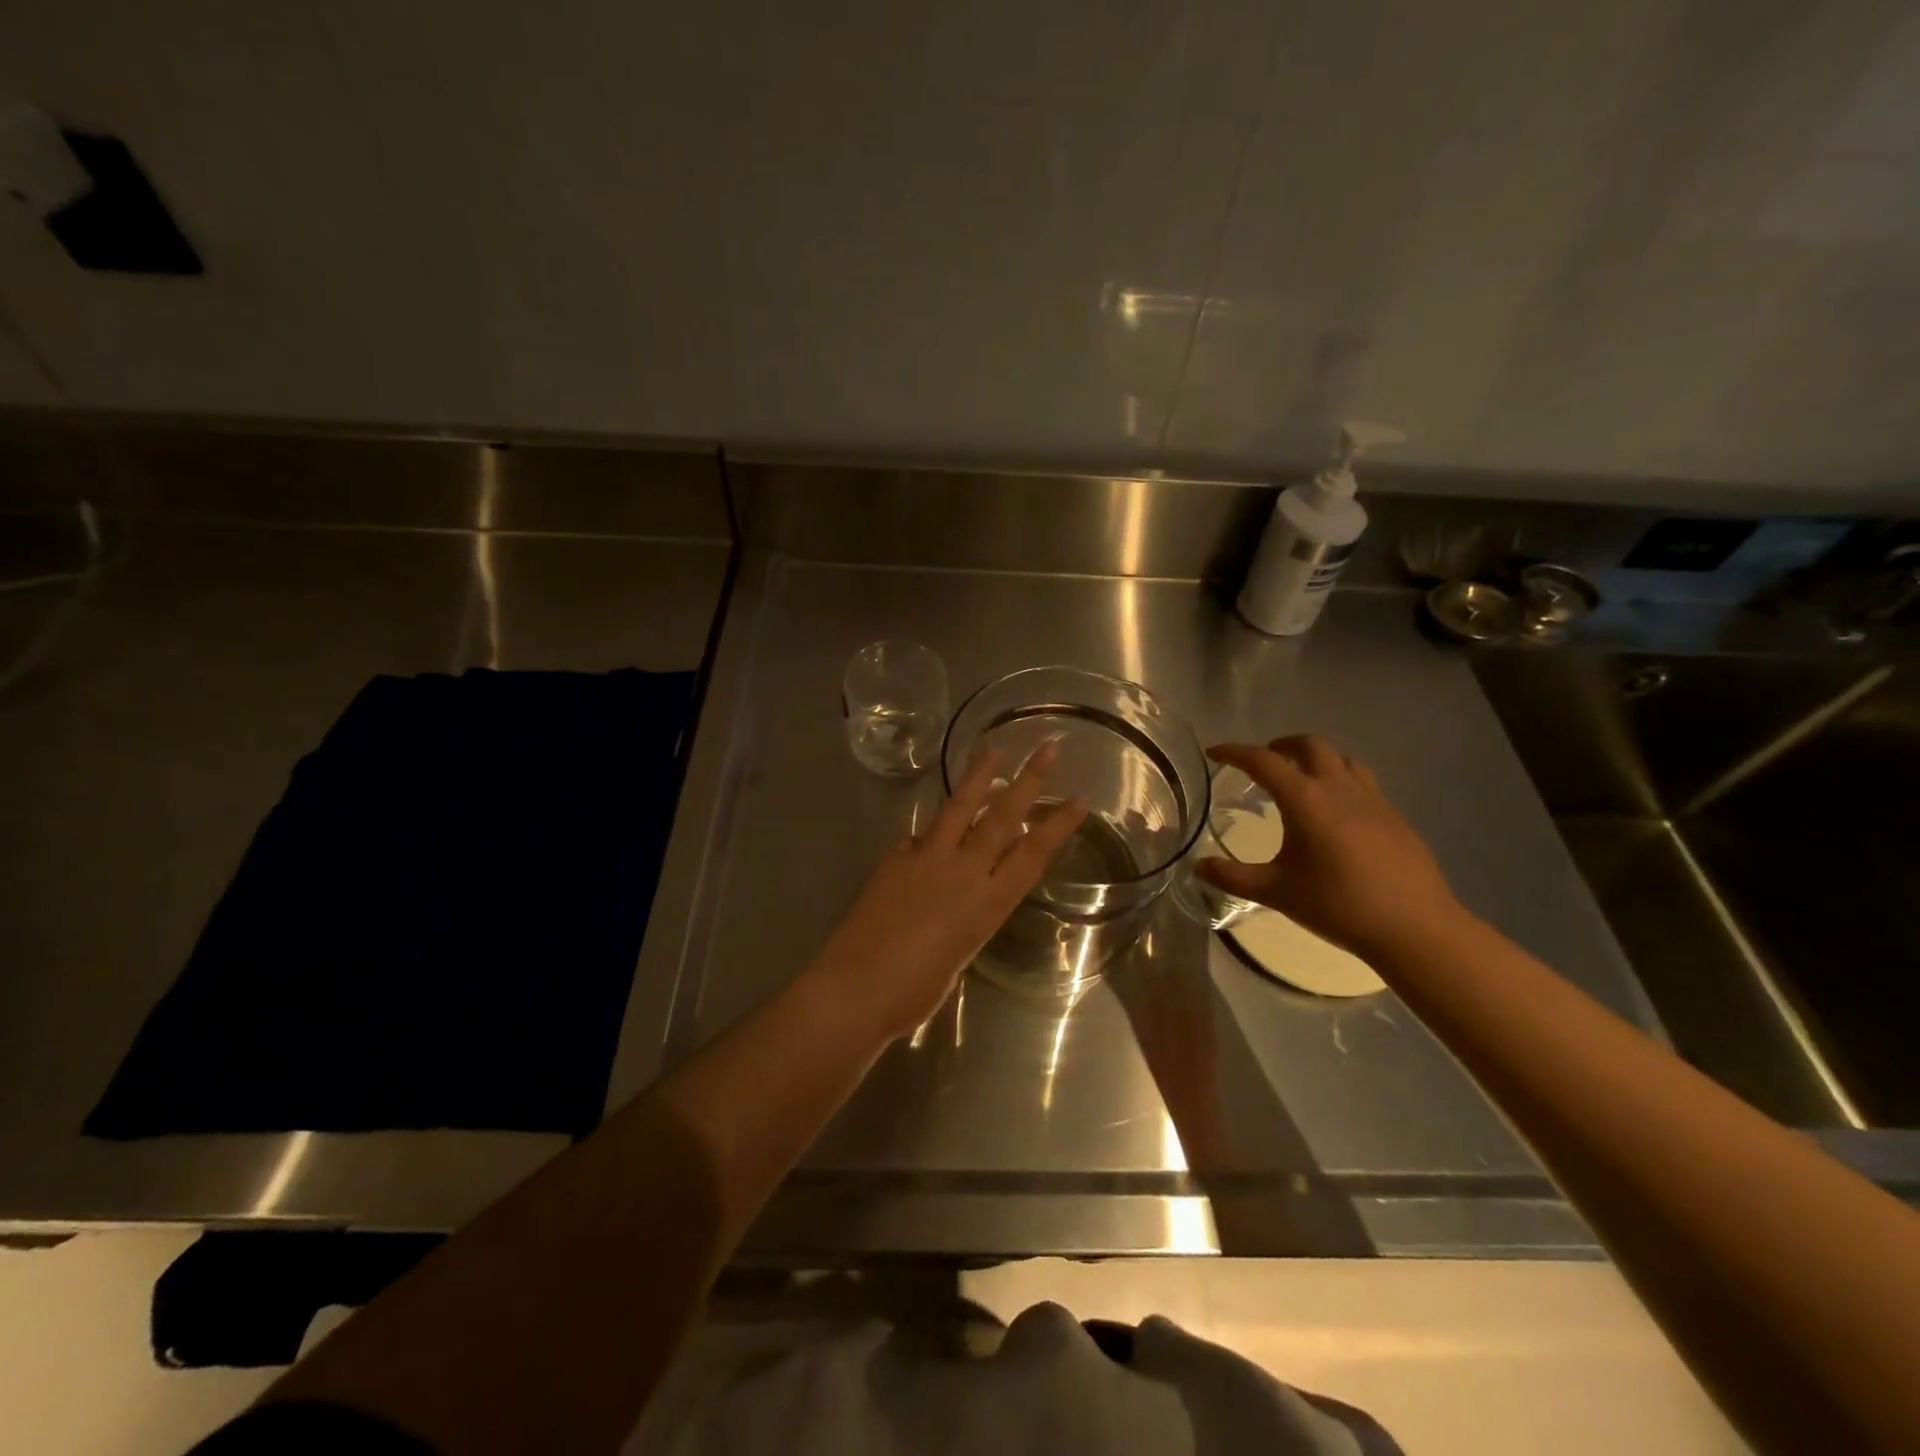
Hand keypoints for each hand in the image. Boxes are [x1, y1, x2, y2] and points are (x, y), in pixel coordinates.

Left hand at [809, 744, 1087, 1040]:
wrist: (855, 988)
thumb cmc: (913, 993)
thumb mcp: (958, 953)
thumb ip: (965, 917)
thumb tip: (958, 896)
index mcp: (987, 905)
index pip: (1032, 855)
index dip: (1057, 826)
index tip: (1079, 799)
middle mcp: (962, 872)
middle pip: (1002, 818)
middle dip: (1029, 781)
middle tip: (1046, 748)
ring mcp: (925, 858)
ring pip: (959, 808)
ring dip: (978, 776)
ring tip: (992, 748)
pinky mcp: (894, 857)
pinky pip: (918, 838)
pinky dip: (929, 835)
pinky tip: (926, 840)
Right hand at [1198, 735, 1463, 960]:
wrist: (1414, 927)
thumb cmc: (1337, 905)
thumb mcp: (1276, 892)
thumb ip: (1232, 876)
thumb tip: (1198, 865)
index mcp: (1306, 800)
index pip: (1263, 761)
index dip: (1235, 752)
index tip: (1214, 752)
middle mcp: (1339, 788)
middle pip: (1310, 745)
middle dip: (1282, 745)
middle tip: (1263, 760)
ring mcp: (1373, 800)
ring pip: (1342, 758)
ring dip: (1316, 757)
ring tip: (1301, 776)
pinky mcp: (1394, 816)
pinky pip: (1362, 781)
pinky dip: (1340, 779)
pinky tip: (1336, 811)